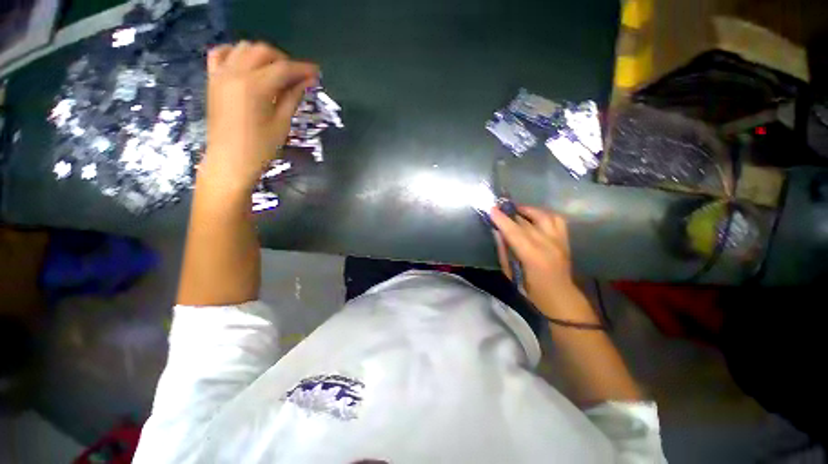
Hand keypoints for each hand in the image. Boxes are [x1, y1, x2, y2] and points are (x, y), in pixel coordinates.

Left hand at [201, 41, 318, 189]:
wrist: (230, 160)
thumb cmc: (260, 147)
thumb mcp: (282, 123)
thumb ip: (293, 97)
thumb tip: (307, 82)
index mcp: (255, 87)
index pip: (283, 69)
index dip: (302, 69)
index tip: (316, 72)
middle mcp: (236, 73)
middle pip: (263, 51)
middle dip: (283, 60)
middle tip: (297, 76)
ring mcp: (221, 74)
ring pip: (244, 48)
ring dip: (263, 55)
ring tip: (276, 71)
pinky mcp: (213, 79)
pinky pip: (221, 53)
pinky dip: (236, 53)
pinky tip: (247, 63)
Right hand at [489, 205, 586, 319]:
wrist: (559, 296)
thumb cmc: (530, 289)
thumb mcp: (510, 272)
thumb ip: (504, 250)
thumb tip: (497, 232)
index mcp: (532, 256)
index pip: (514, 232)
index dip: (501, 219)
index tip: (491, 209)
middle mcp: (547, 244)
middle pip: (526, 222)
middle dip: (510, 212)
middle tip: (499, 208)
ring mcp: (559, 240)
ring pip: (543, 216)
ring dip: (528, 210)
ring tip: (516, 210)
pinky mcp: (565, 239)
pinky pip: (557, 219)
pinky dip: (544, 214)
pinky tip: (534, 217)